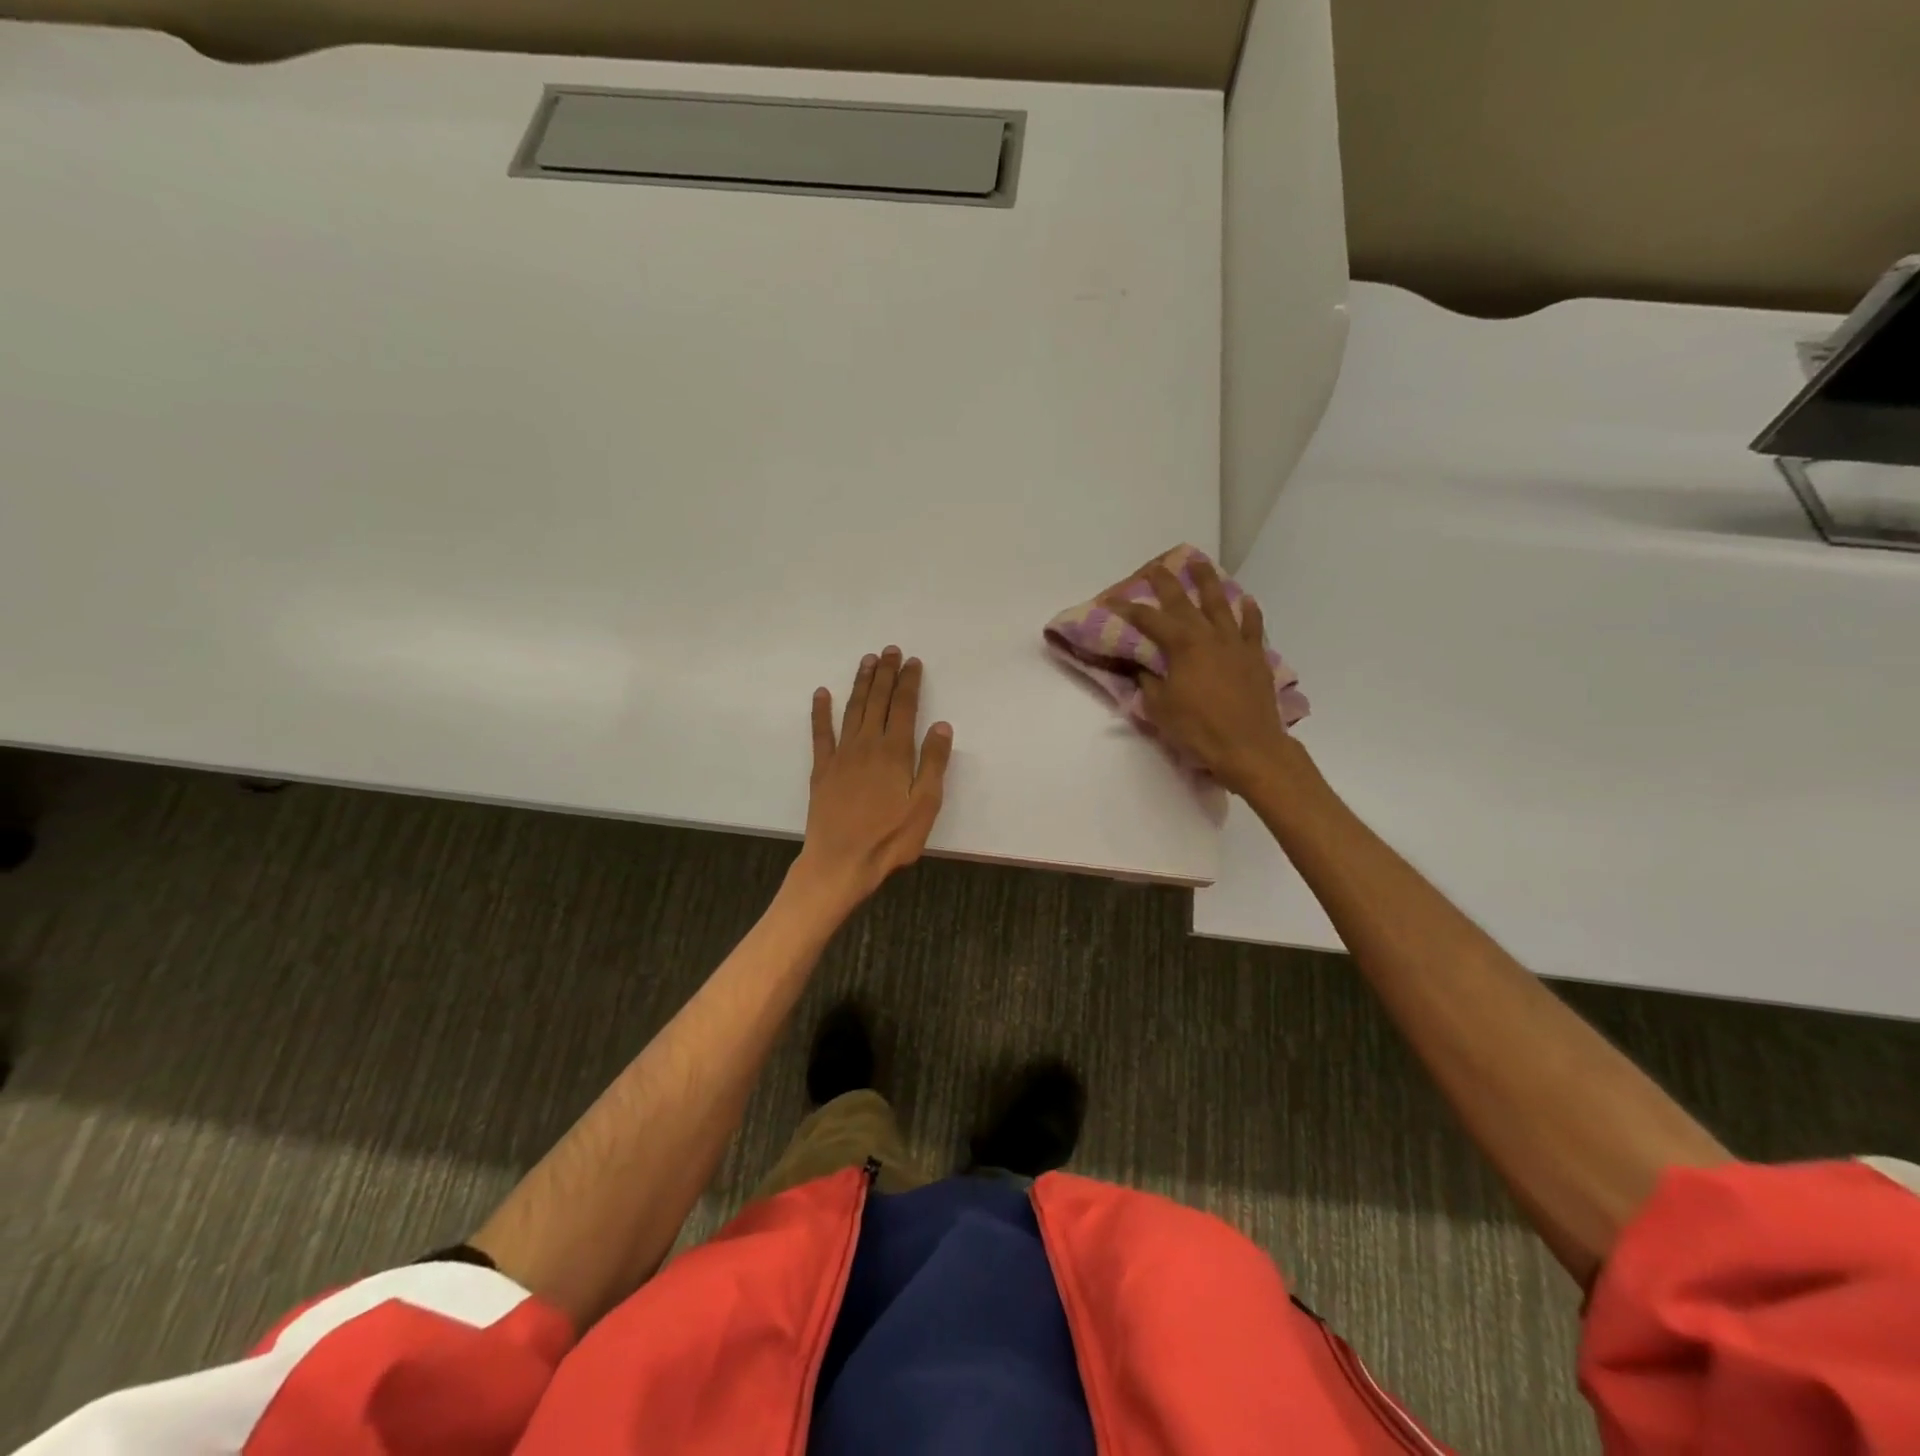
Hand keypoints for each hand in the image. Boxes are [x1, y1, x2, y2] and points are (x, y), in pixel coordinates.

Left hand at [795, 647, 953, 907]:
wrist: (841, 861)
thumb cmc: (890, 837)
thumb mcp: (925, 804)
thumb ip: (933, 762)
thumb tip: (941, 724)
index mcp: (895, 752)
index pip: (905, 707)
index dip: (909, 682)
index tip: (912, 661)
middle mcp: (867, 745)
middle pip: (878, 701)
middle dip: (885, 674)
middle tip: (889, 650)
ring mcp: (841, 755)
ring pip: (853, 709)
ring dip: (860, 683)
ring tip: (866, 661)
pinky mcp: (822, 769)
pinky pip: (820, 733)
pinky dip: (820, 712)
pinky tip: (821, 694)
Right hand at [1111, 560, 1292, 795]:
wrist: (1249, 747)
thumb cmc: (1198, 729)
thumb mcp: (1159, 708)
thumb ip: (1149, 681)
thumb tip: (1144, 666)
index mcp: (1182, 645)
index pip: (1148, 620)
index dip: (1128, 609)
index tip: (1111, 600)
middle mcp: (1209, 635)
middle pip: (1184, 601)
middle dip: (1166, 582)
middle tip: (1155, 566)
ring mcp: (1236, 643)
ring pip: (1221, 603)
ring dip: (1208, 581)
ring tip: (1200, 563)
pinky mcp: (1255, 657)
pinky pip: (1252, 626)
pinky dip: (1248, 611)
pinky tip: (1245, 600)